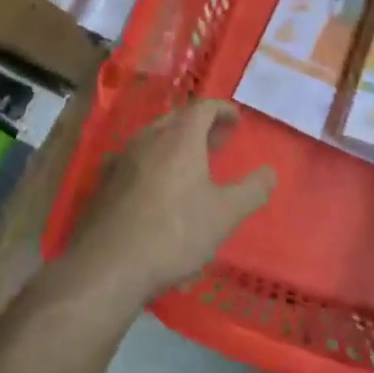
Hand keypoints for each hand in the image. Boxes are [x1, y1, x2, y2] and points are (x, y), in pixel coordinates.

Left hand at [70, 101, 275, 305]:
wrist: (108, 265)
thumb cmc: (174, 233)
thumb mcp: (224, 214)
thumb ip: (252, 191)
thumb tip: (269, 172)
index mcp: (179, 138)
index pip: (203, 108)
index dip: (222, 110)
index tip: (236, 119)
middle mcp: (147, 140)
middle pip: (176, 120)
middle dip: (199, 126)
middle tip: (217, 140)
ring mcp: (121, 160)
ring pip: (152, 139)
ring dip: (175, 144)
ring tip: (191, 163)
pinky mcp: (103, 184)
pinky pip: (135, 161)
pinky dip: (154, 163)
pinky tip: (158, 188)